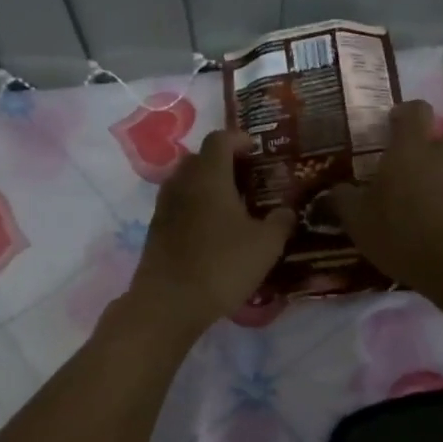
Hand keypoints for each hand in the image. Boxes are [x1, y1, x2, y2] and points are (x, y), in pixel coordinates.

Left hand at [128, 129, 295, 333]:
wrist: (170, 302)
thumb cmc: (222, 265)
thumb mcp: (266, 245)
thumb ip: (281, 222)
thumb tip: (286, 210)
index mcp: (209, 176)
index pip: (220, 139)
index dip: (239, 139)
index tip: (256, 149)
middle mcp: (182, 183)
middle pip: (199, 158)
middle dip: (222, 161)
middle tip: (246, 177)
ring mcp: (164, 207)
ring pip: (185, 182)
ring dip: (206, 186)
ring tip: (231, 205)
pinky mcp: (156, 231)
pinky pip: (178, 206)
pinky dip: (195, 207)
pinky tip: (212, 230)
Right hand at [332, 101, 442, 300]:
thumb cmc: (400, 232)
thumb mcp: (357, 219)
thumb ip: (342, 198)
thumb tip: (334, 190)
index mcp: (410, 146)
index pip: (414, 109)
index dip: (401, 114)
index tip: (387, 129)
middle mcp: (441, 152)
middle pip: (428, 139)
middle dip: (411, 152)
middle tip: (390, 175)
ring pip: (442, 166)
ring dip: (426, 178)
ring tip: (407, 205)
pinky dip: (440, 200)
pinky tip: (425, 225)